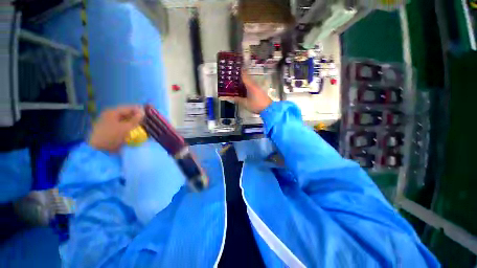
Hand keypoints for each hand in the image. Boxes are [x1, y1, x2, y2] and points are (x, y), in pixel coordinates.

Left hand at [89, 106, 143, 151]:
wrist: (98, 150)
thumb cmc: (112, 136)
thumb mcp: (126, 128)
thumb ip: (136, 119)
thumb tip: (143, 112)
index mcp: (113, 112)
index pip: (129, 108)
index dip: (139, 109)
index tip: (149, 113)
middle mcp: (110, 114)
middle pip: (126, 113)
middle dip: (137, 116)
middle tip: (147, 119)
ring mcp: (109, 121)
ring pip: (125, 119)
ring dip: (133, 121)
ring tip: (143, 124)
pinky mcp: (110, 128)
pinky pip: (122, 124)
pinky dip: (129, 125)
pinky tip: (135, 128)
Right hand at [223, 71, 272, 113]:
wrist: (268, 108)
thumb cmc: (256, 105)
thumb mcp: (245, 103)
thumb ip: (238, 100)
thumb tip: (230, 97)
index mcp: (250, 85)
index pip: (244, 76)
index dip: (240, 71)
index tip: (235, 68)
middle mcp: (254, 84)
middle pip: (247, 78)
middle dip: (240, 77)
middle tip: (233, 77)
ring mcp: (257, 87)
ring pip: (249, 82)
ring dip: (244, 81)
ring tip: (237, 83)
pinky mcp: (259, 91)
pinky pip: (251, 85)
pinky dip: (247, 85)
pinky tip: (244, 89)